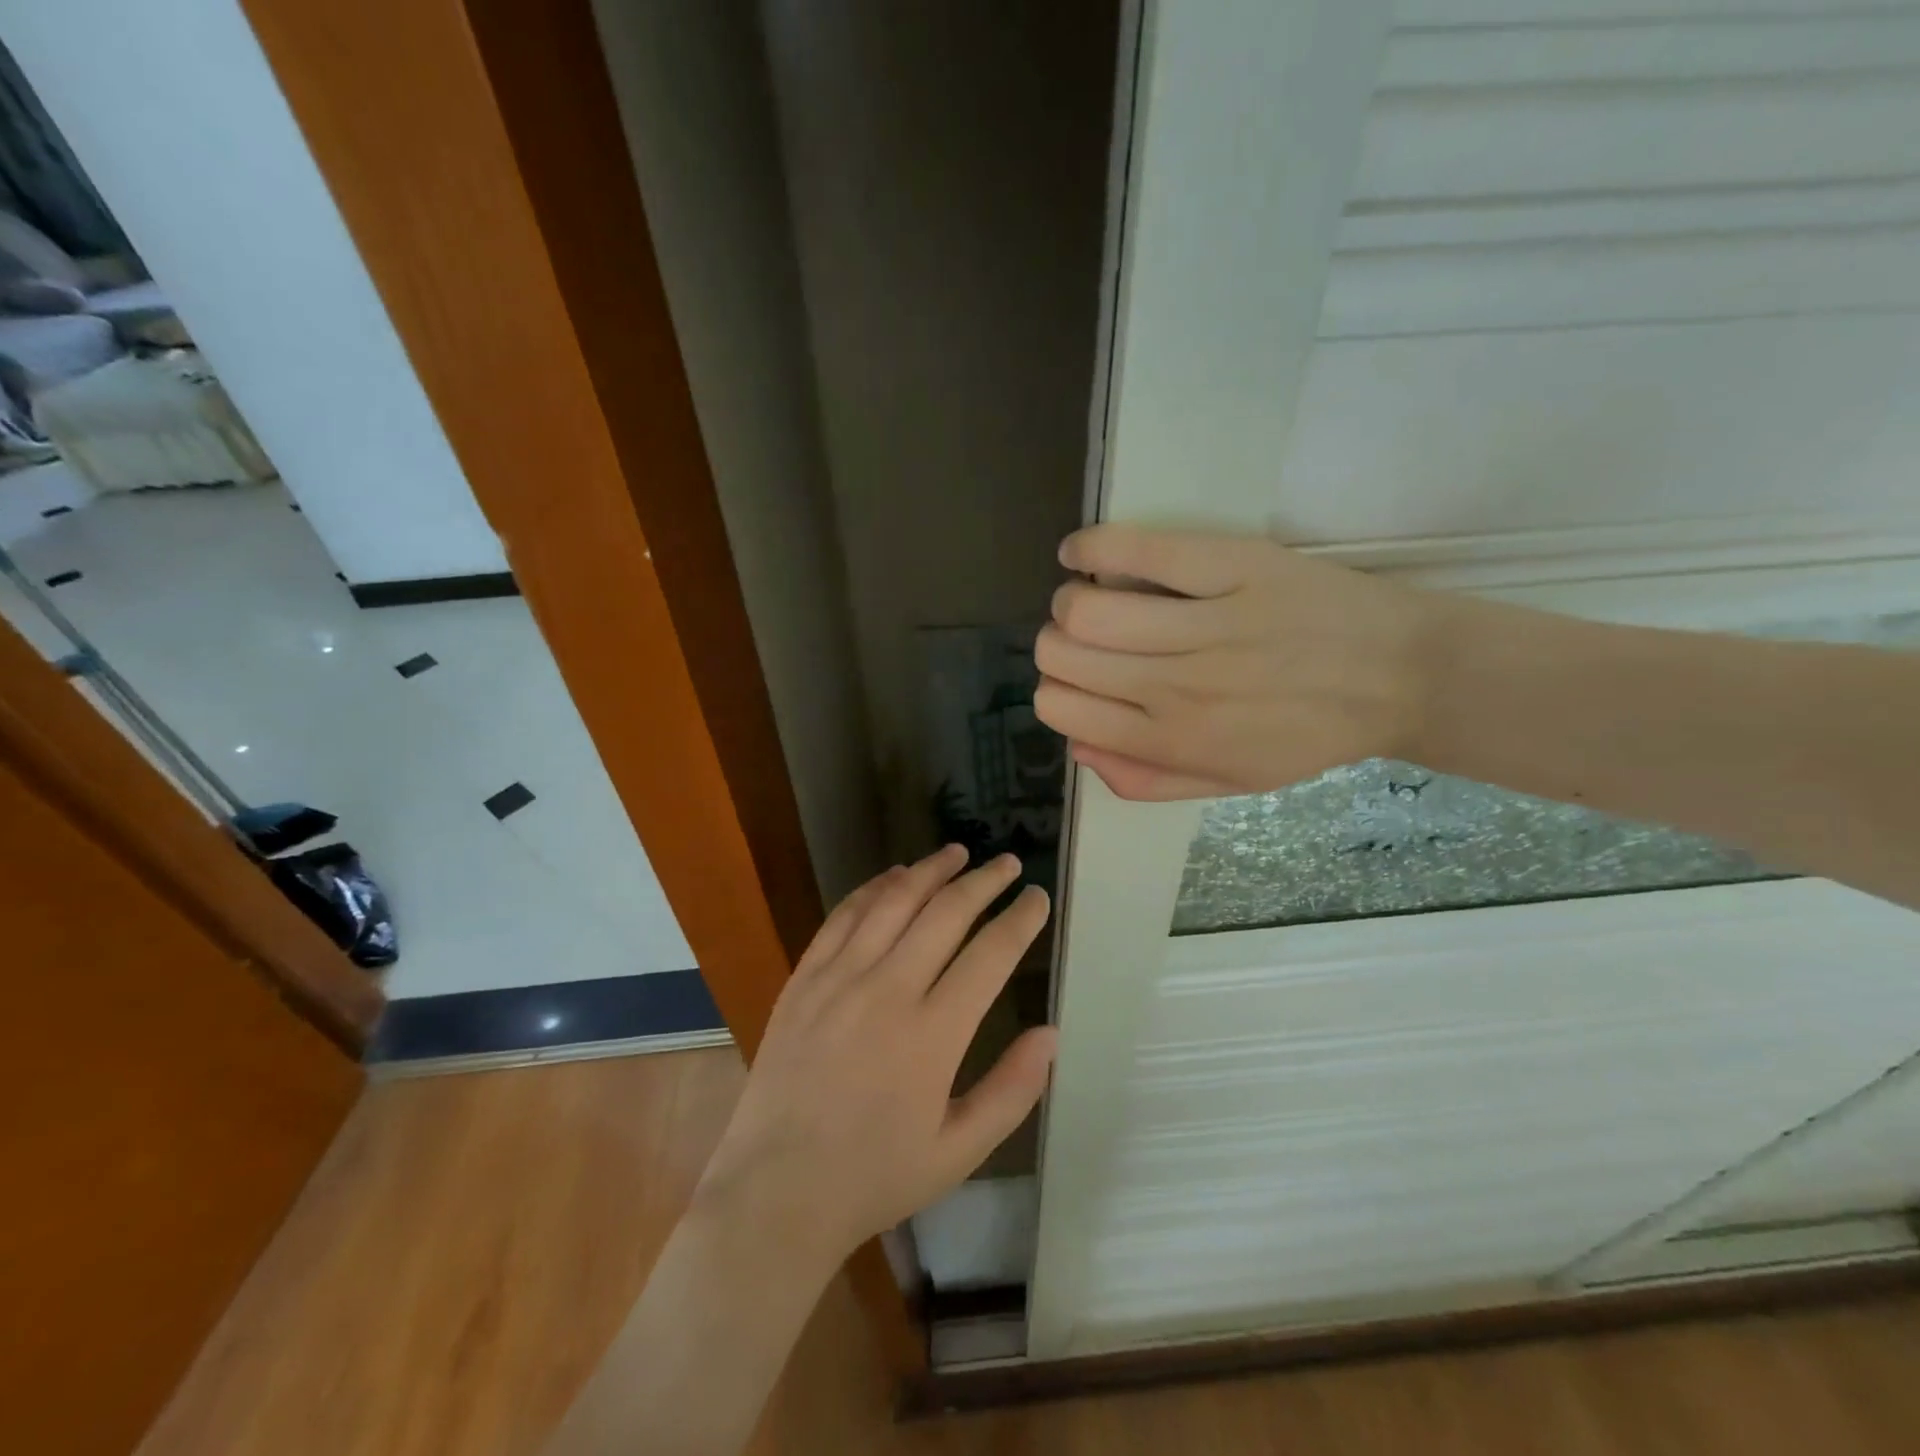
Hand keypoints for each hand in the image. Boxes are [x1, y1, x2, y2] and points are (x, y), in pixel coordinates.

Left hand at [694, 846, 1055, 1264]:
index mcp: (933, 1034)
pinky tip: (894, 876)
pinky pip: (843, 916)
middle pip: (946, 914)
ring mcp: (839, 978)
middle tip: (1008, 863)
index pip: (991, 955)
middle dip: (984, 881)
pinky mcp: (805, 978)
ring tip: (958, 852)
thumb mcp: (958, 1151)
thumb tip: (1051, 1033)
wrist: (775, 1191)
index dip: (1020, 919)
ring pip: (894, 902)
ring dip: (931, 871)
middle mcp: (888, 991)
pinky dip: (874, 888)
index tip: (1037, 898)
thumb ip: (1012, 1091)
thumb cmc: (874, 1176)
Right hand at [1034, 524, 1444, 799]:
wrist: (1401, 677)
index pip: (1059, 707)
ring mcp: (1204, 624)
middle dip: (1057, 644)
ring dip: (1072, 599)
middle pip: (1060, 653)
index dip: (1055, 689)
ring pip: (1084, 607)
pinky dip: (1091, 547)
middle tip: (1087, 638)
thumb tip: (1079, 748)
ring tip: (1095, 595)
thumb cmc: (1310, 734)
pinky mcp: (1231, 566)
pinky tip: (1082, 552)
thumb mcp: (1230, 781)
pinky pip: (1137, 549)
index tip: (1078, 680)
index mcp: (1170, 739)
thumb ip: (1147, 778)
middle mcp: (1174, 686)